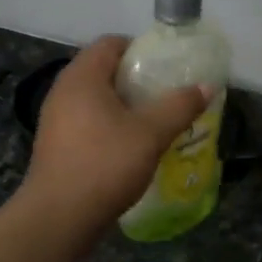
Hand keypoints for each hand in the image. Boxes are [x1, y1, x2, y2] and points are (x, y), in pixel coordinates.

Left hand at [21, 36, 210, 232]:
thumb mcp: (151, 134)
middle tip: (166, 95)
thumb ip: (179, 106)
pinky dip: (110, 126)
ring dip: (125, 106)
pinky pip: (87, 122)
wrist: (59, 217)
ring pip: (96, 100)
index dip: (141, 49)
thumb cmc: (105, 164)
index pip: (111, 43)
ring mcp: (55, 120)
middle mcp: (63, 91)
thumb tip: (206, 87)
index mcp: (82, 77)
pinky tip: (131, 148)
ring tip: (154, 122)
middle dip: (137, 80)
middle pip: (103, 71)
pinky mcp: (56, 145)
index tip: (167, 67)